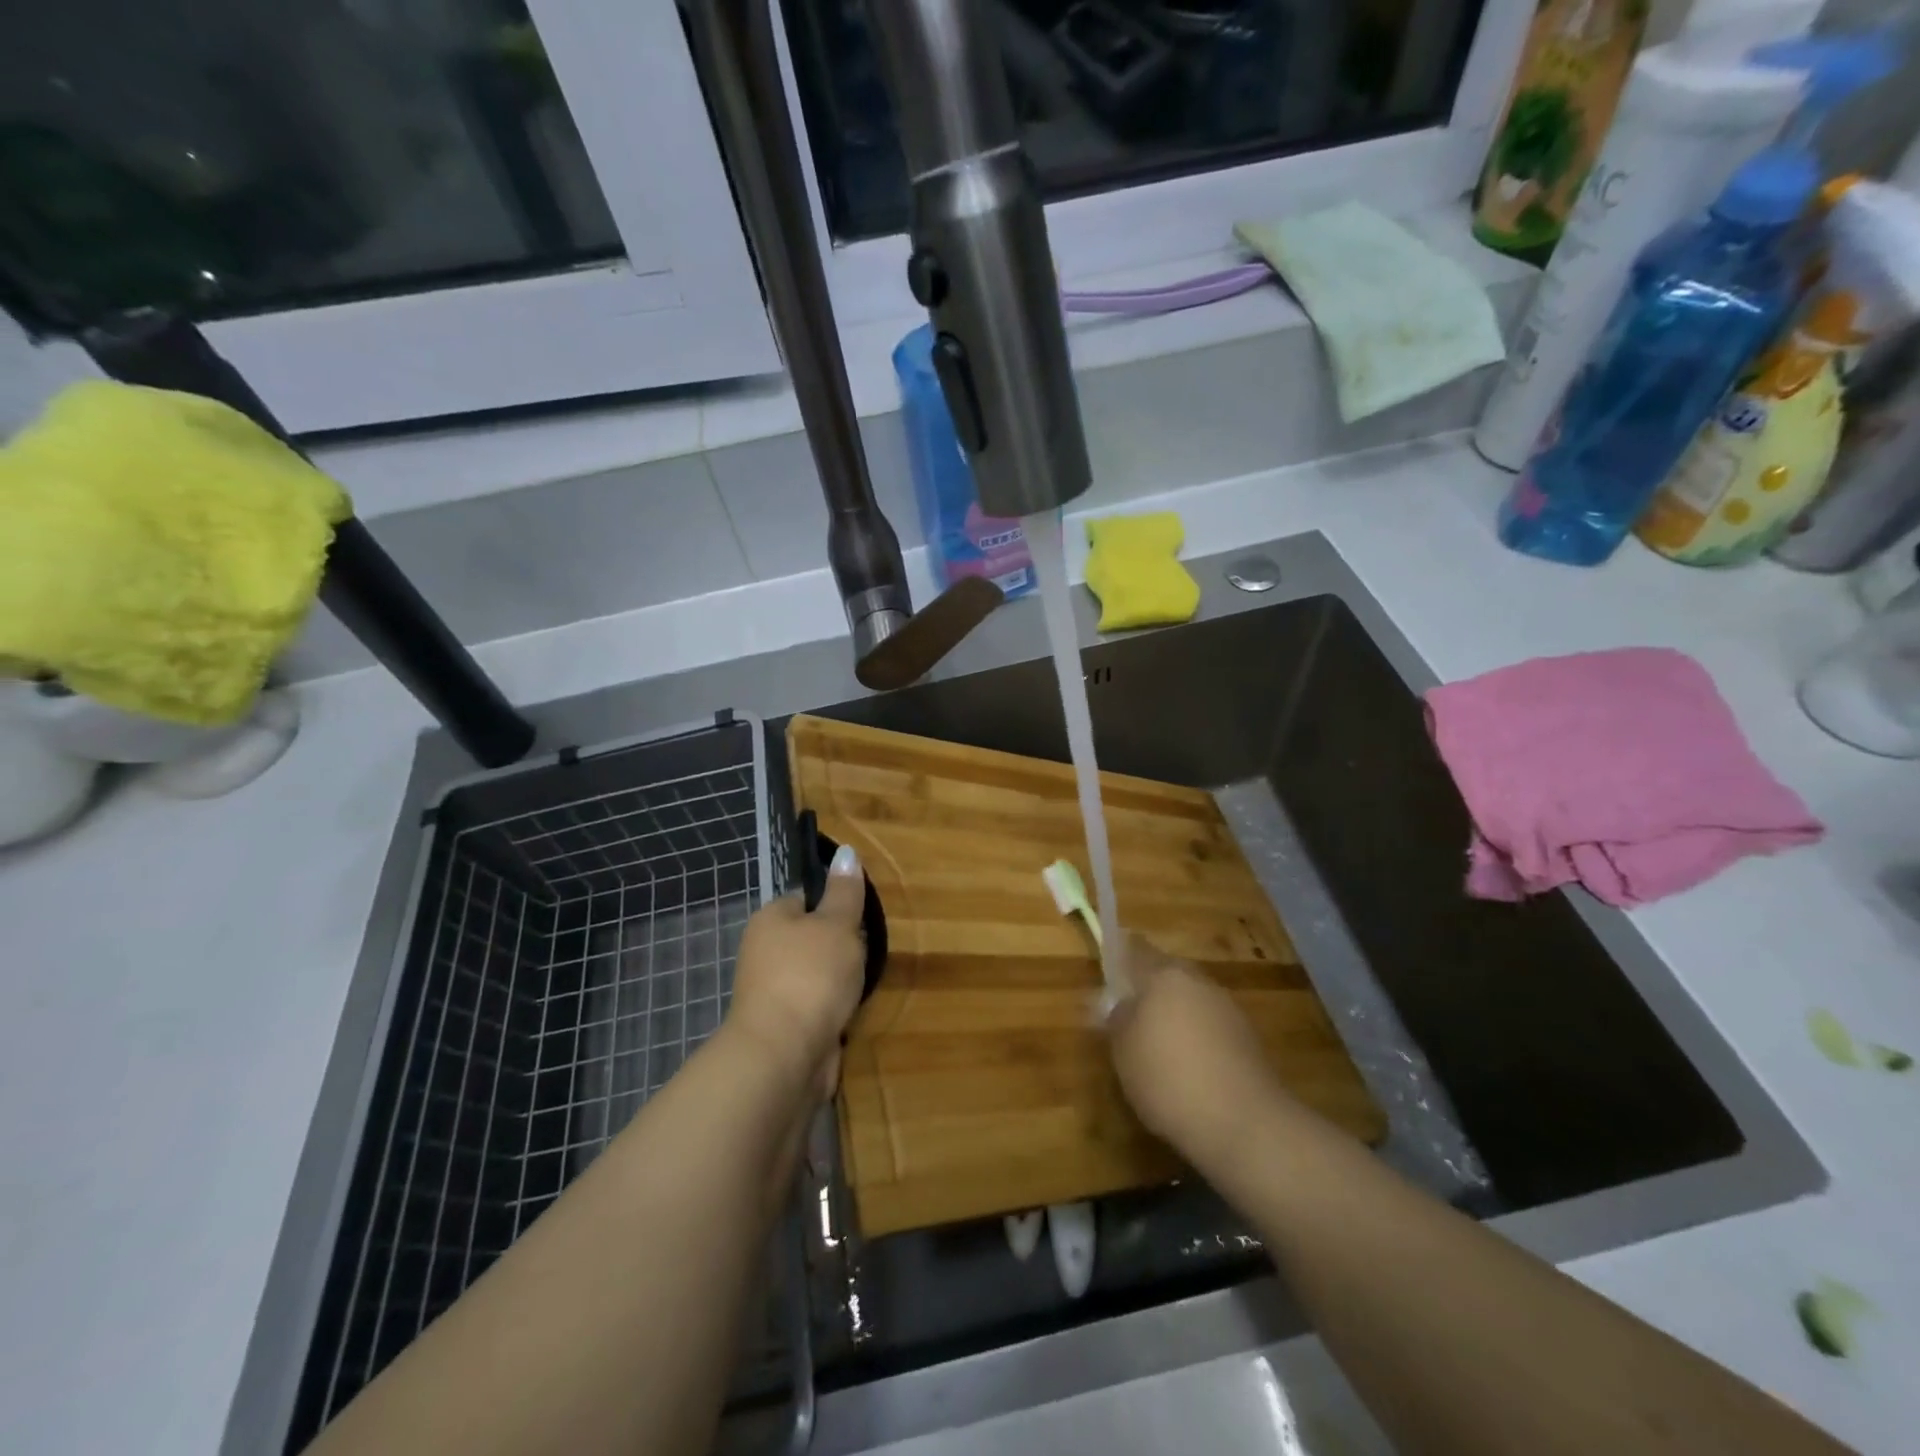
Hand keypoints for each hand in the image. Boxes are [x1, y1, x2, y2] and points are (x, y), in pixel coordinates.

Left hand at [727, 843, 866, 1100]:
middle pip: (813, 938)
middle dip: (842, 947)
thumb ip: (844, 892)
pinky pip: (817, 1006)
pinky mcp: (785, 1026)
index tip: (861, 917)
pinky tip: (852, 1011)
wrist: (784, 1054)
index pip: (805, 899)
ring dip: (840, 981)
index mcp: (770, 919)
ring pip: (817, 974)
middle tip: (867, 951)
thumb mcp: (837, 924)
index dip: (835, 904)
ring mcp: (772, 992)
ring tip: (864, 982)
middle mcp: (764, 952)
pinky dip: (834, 1008)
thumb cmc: (811, 975)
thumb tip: (846, 851)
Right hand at [1106, 933, 1289, 1165]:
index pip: (1136, 949)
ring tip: (1158, 1048)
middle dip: (1149, 989)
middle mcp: (1198, 981)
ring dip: (1175, 1014)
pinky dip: (1198, 1038)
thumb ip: (1116, 1019)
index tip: (1109, 970)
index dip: (1121, 955)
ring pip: (1191, 1000)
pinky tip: (1189, 1068)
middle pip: (1167, 974)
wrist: (1244, 1123)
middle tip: (1130, 1015)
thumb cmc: (1168, 1078)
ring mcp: (1228, 1008)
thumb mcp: (1123, 1051)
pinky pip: (1211, 1026)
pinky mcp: (1248, 1038)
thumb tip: (1114, 1003)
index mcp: (1164, 975)